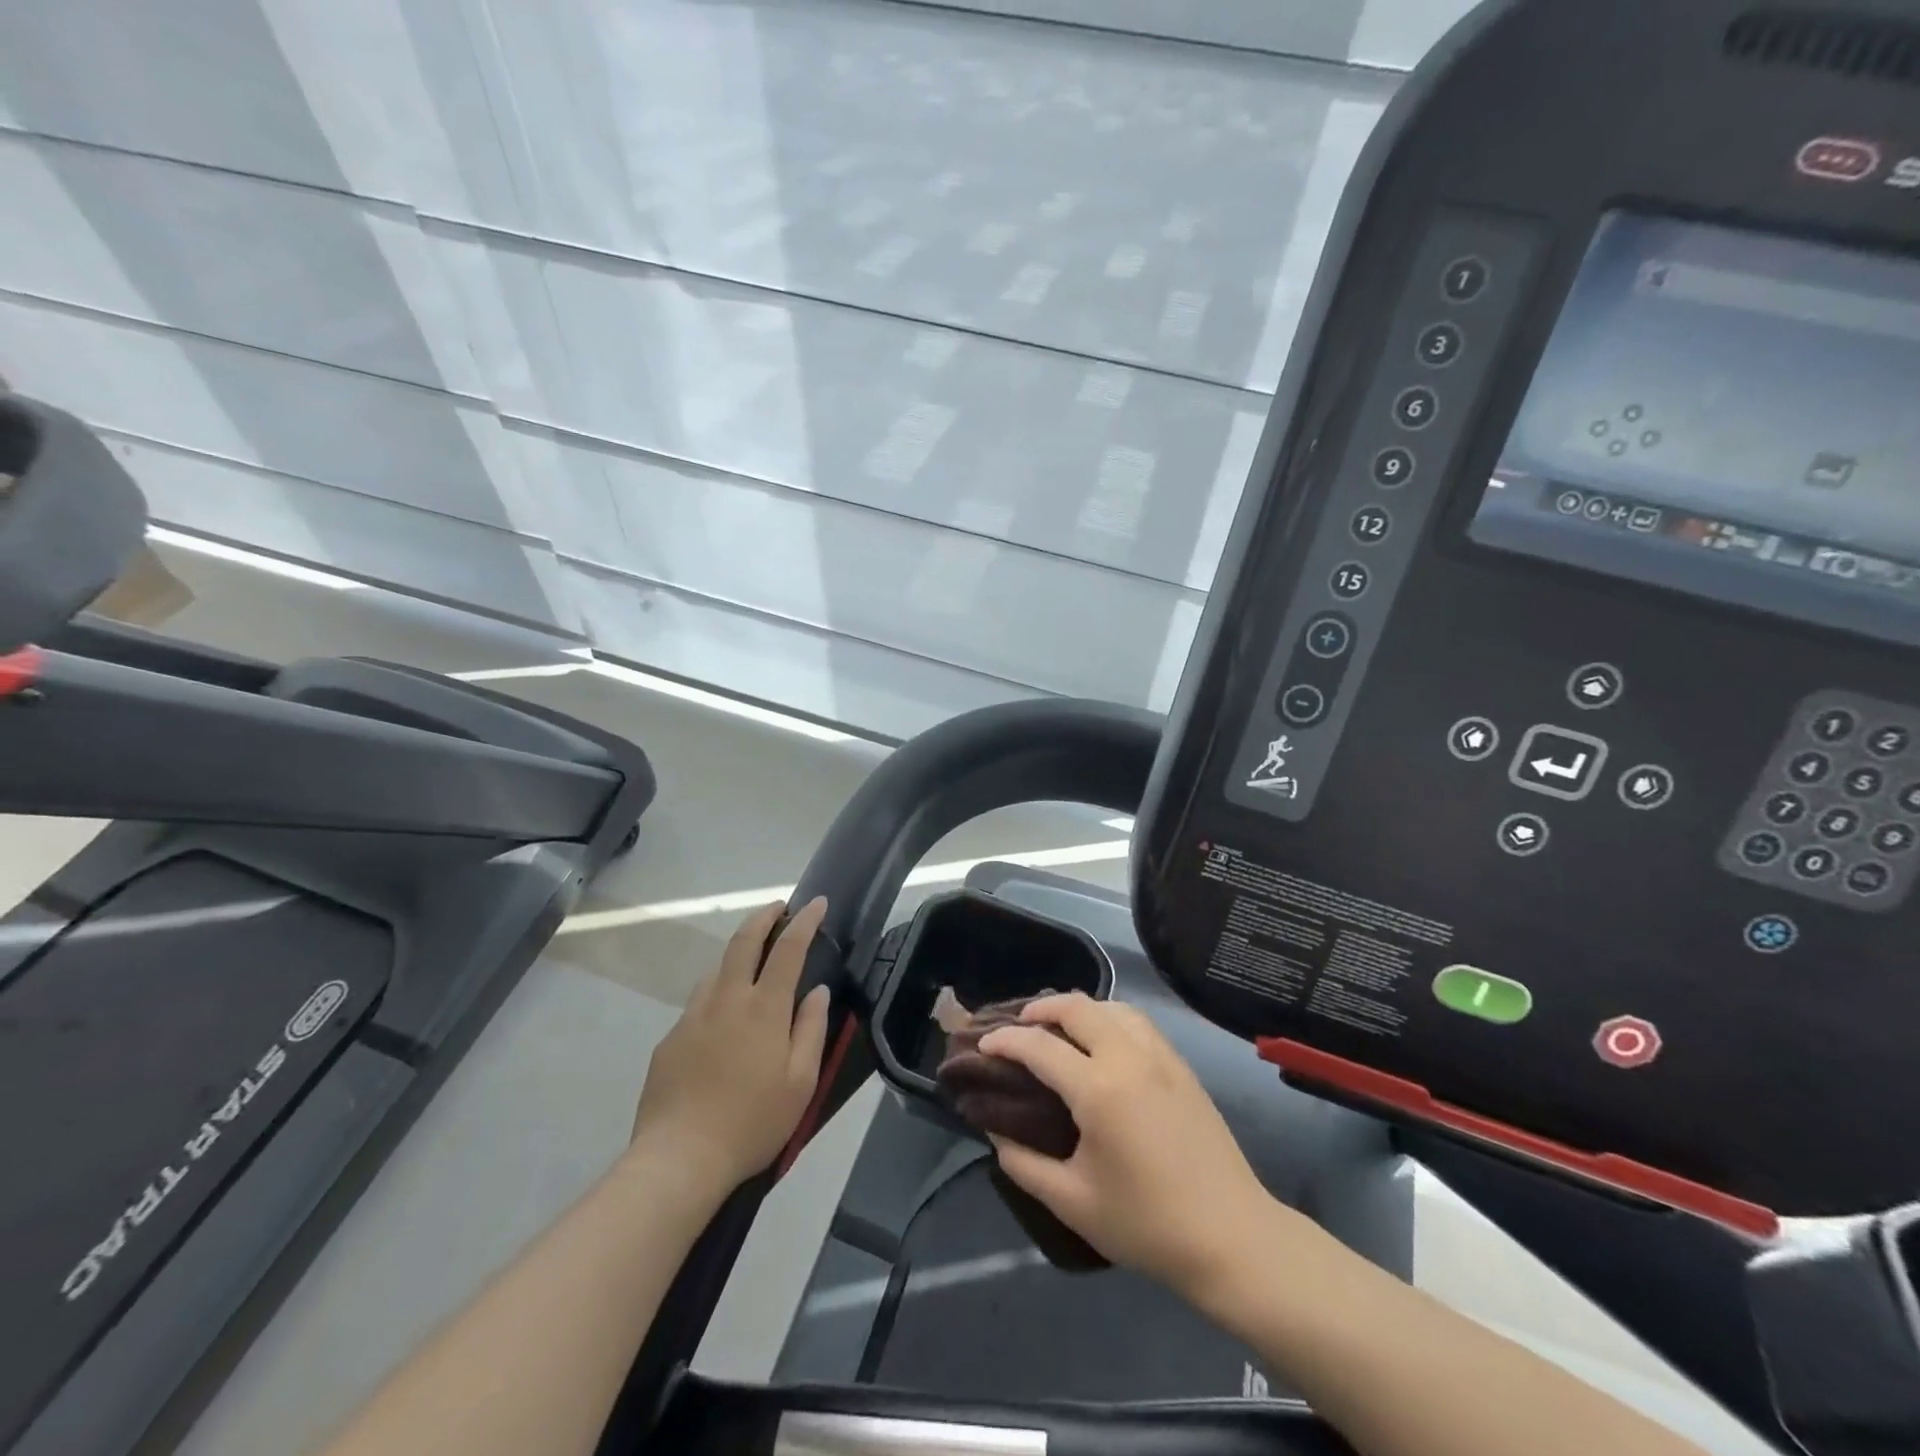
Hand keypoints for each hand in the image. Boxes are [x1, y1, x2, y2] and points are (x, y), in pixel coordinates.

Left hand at [629, 898, 831, 1190]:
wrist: (679, 1158)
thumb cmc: (752, 1122)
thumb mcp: (801, 1082)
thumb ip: (811, 1029)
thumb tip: (817, 992)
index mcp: (764, 1008)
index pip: (788, 948)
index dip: (805, 921)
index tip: (817, 903)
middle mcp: (727, 999)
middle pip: (744, 941)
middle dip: (764, 917)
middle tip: (779, 908)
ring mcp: (693, 1016)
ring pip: (717, 969)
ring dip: (738, 954)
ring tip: (753, 962)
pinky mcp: (671, 1038)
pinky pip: (699, 1003)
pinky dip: (718, 993)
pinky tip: (723, 1021)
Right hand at [980, 994, 1278, 1297]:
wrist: (1232, 1237)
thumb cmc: (1147, 1224)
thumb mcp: (1073, 1203)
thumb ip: (1024, 1164)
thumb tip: (995, 1131)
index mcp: (1098, 1088)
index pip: (1039, 1045)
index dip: (1005, 1040)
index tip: (984, 1044)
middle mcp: (1128, 1057)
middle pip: (1077, 1007)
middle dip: (1040, 1008)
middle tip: (1017, 1026)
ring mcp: (1160, 1056)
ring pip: (1111, 1006)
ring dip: (1078, 1008)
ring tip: (1058, 1027)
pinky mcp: (1181, 1066)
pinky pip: (1137, 1021)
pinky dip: (1109, 1016)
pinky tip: (1103, 1040)